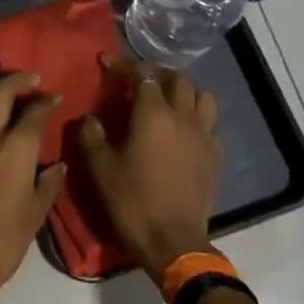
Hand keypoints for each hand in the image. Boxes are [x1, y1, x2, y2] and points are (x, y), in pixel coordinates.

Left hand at [0, 73, 64, 301]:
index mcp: (15, 147)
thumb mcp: (37, 211)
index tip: (56, 97)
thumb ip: (48, 183)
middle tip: (32, 80)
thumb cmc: (5, 238)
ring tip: (7, 93)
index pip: (34, 111)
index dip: (47, 100)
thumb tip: (57, 165)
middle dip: (17, 80)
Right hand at [76, 58, 220, 279]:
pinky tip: (185, 131)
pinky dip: (198, 119)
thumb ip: (91, 136)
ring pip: (204, 97)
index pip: (142, 74)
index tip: (106, 62)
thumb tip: (89, 118)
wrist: (173, 242)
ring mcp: (204, 136)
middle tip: (139, 81)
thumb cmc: (133, 202)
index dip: (124, 64)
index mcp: (154, 114)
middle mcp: (183, 117)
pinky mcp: (215, 157)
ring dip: (185, 92)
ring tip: (167, 101)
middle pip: (178, 79)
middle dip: (157, 73)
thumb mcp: (100, 169)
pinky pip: (212, 125)